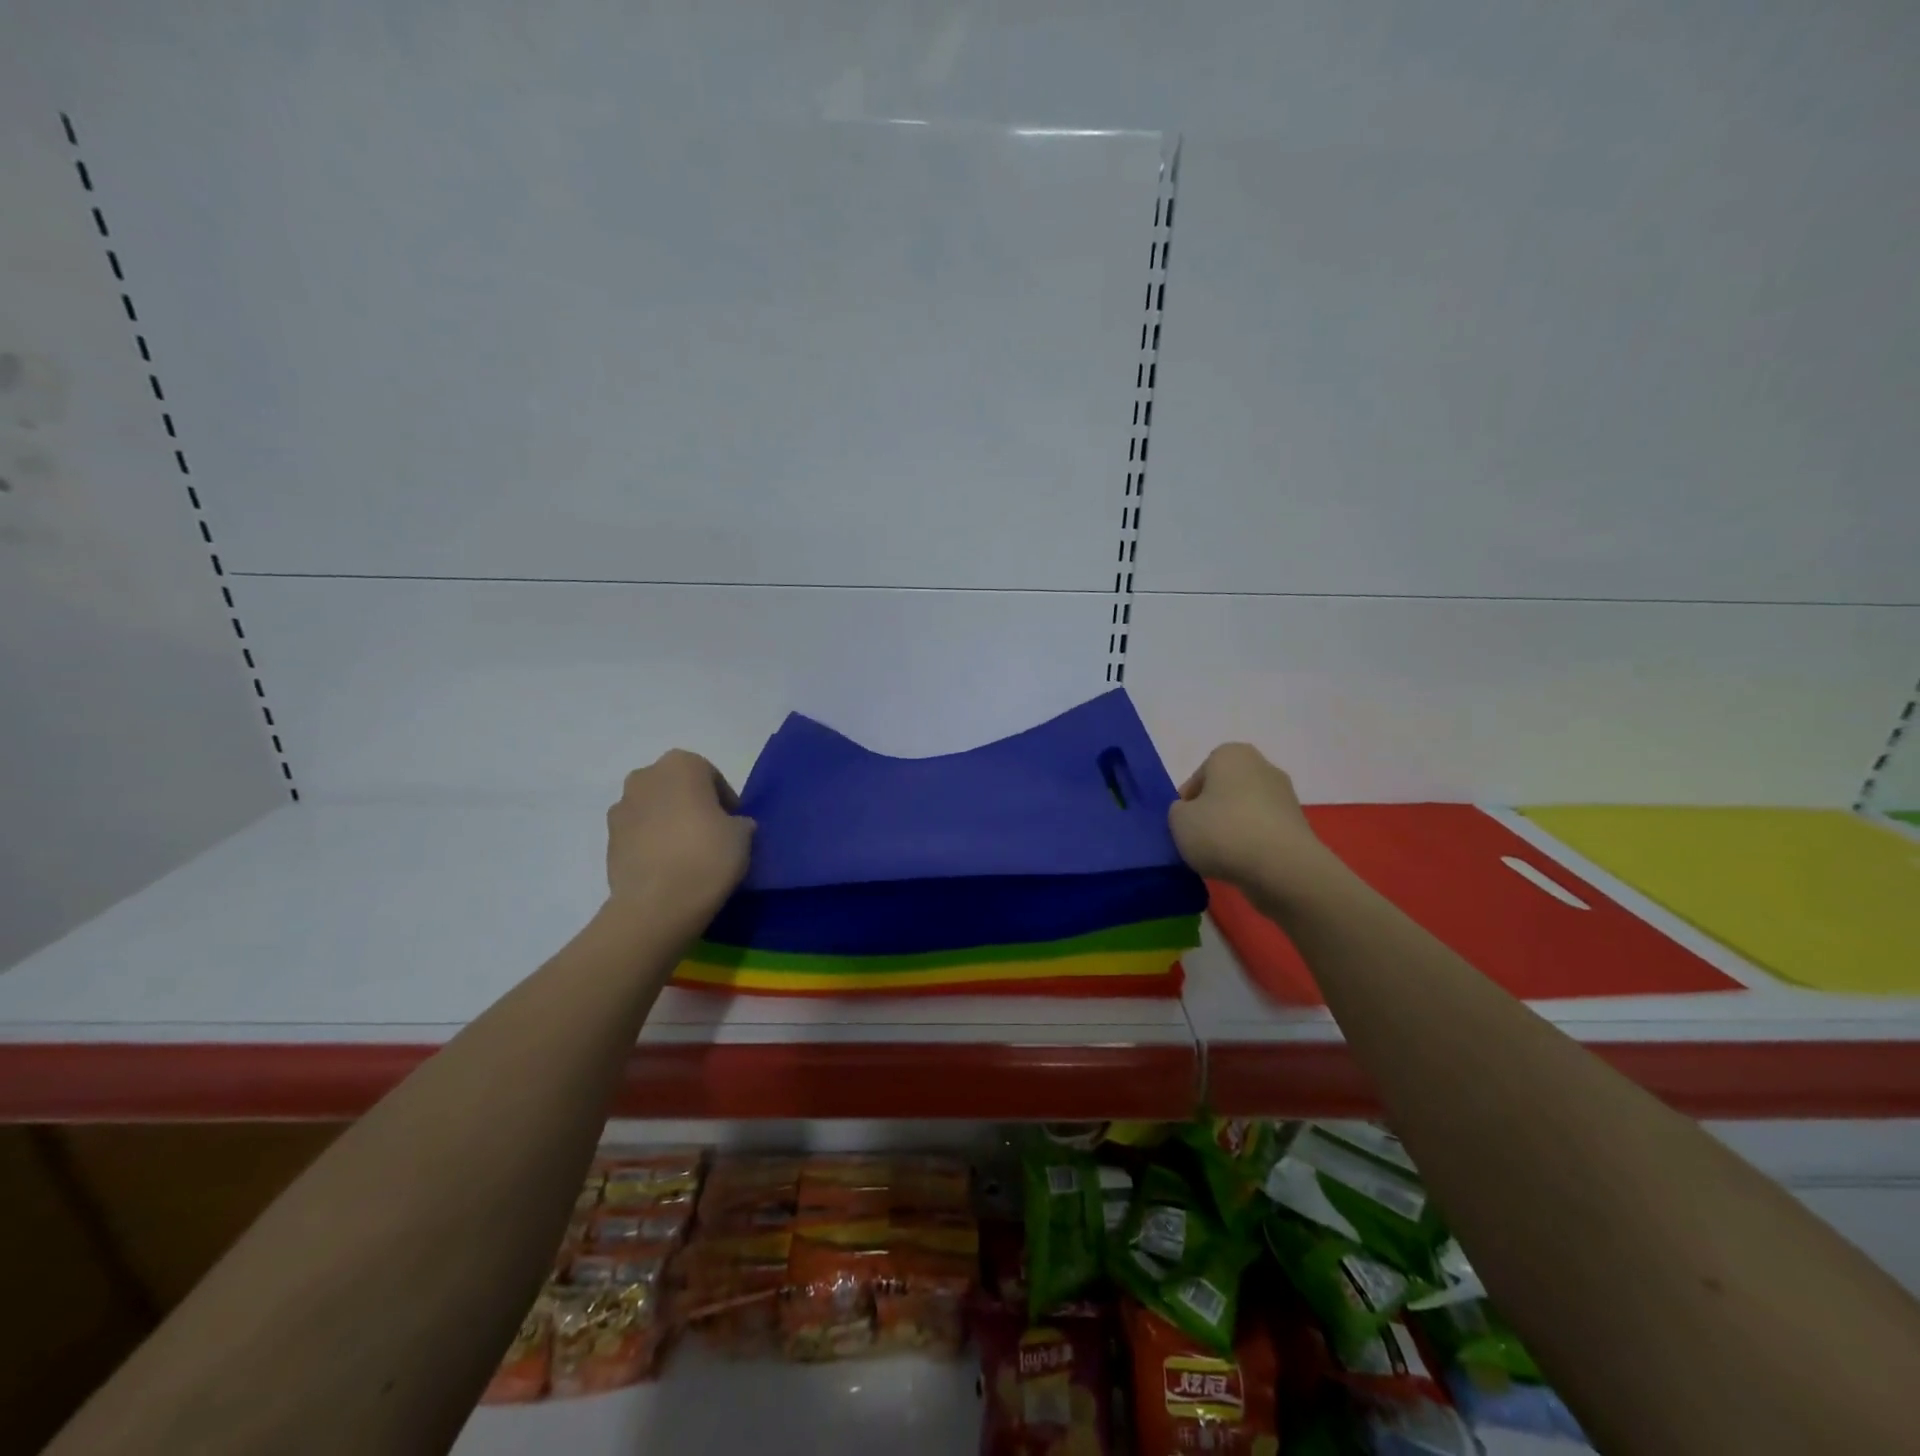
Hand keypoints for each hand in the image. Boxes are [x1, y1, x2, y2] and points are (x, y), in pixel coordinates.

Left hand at [605, 750, 753, 912]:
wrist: (656, 904)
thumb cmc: (707, 856)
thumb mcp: (743, 835)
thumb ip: (739, 822)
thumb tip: (733, 826)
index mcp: (681, 764)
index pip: (711, 776)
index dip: (725, 800)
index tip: (734, 825)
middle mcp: (645, 776)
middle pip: (677, 787)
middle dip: (692, 805)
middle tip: (711, 834)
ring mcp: (621, 807)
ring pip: (654, 809)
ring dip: (669, 823)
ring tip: (687, 854)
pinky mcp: (607, 839)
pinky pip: (638, 834)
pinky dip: (651, 843)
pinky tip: (667, 867)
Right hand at [1167, 743, 1331, 888]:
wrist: (1282, 867)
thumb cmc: (1223, 832)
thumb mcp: (1178, 821)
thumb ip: (1178, 811)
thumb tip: (1192, 814)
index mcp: (1230, 755)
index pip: (1198, 777)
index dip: (1187, 803)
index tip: (1184, 825)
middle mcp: (1261, 766)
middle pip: (1224, 791)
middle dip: (1213, 812)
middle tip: (1200, 839)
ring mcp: (1285, 795)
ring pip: (1245, 811)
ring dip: (1233, 828)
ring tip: (1222, 856)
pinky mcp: (1299, 824)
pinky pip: (1264, 830)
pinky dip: (1253, 843)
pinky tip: (1244, 862)